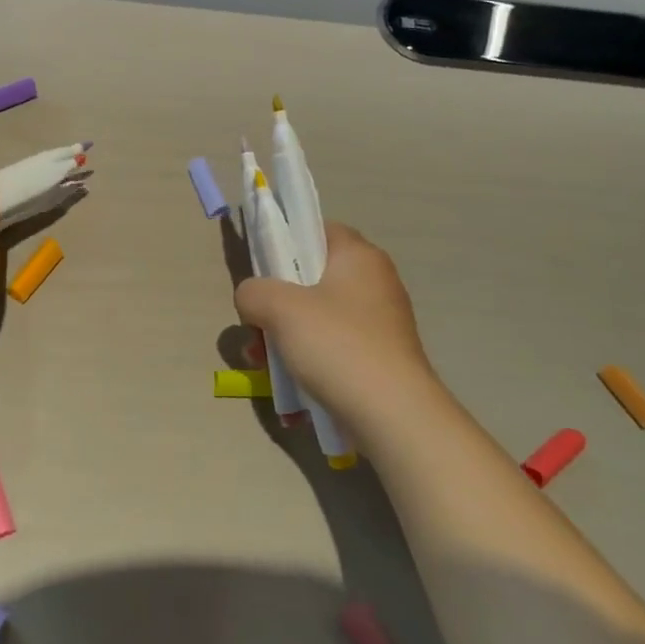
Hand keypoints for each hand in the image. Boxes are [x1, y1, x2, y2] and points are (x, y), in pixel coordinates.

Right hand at [234, 223, 438, 430]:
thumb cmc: (337, 345)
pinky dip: (308, 357)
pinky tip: (288, 383)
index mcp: (358, 256)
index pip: (316, 229)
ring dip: (285, 335)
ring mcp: (379, 321)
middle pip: (311, 277)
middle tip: (255, 326)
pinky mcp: (379, 356)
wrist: (392, 414)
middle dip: (276, 303)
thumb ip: (254, 292)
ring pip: (318, 316)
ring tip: (262, 363)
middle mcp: (374, 281)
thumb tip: (252, 298)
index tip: (261, 271)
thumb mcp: (280, 309)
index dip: (285, 242)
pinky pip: (333, 345)